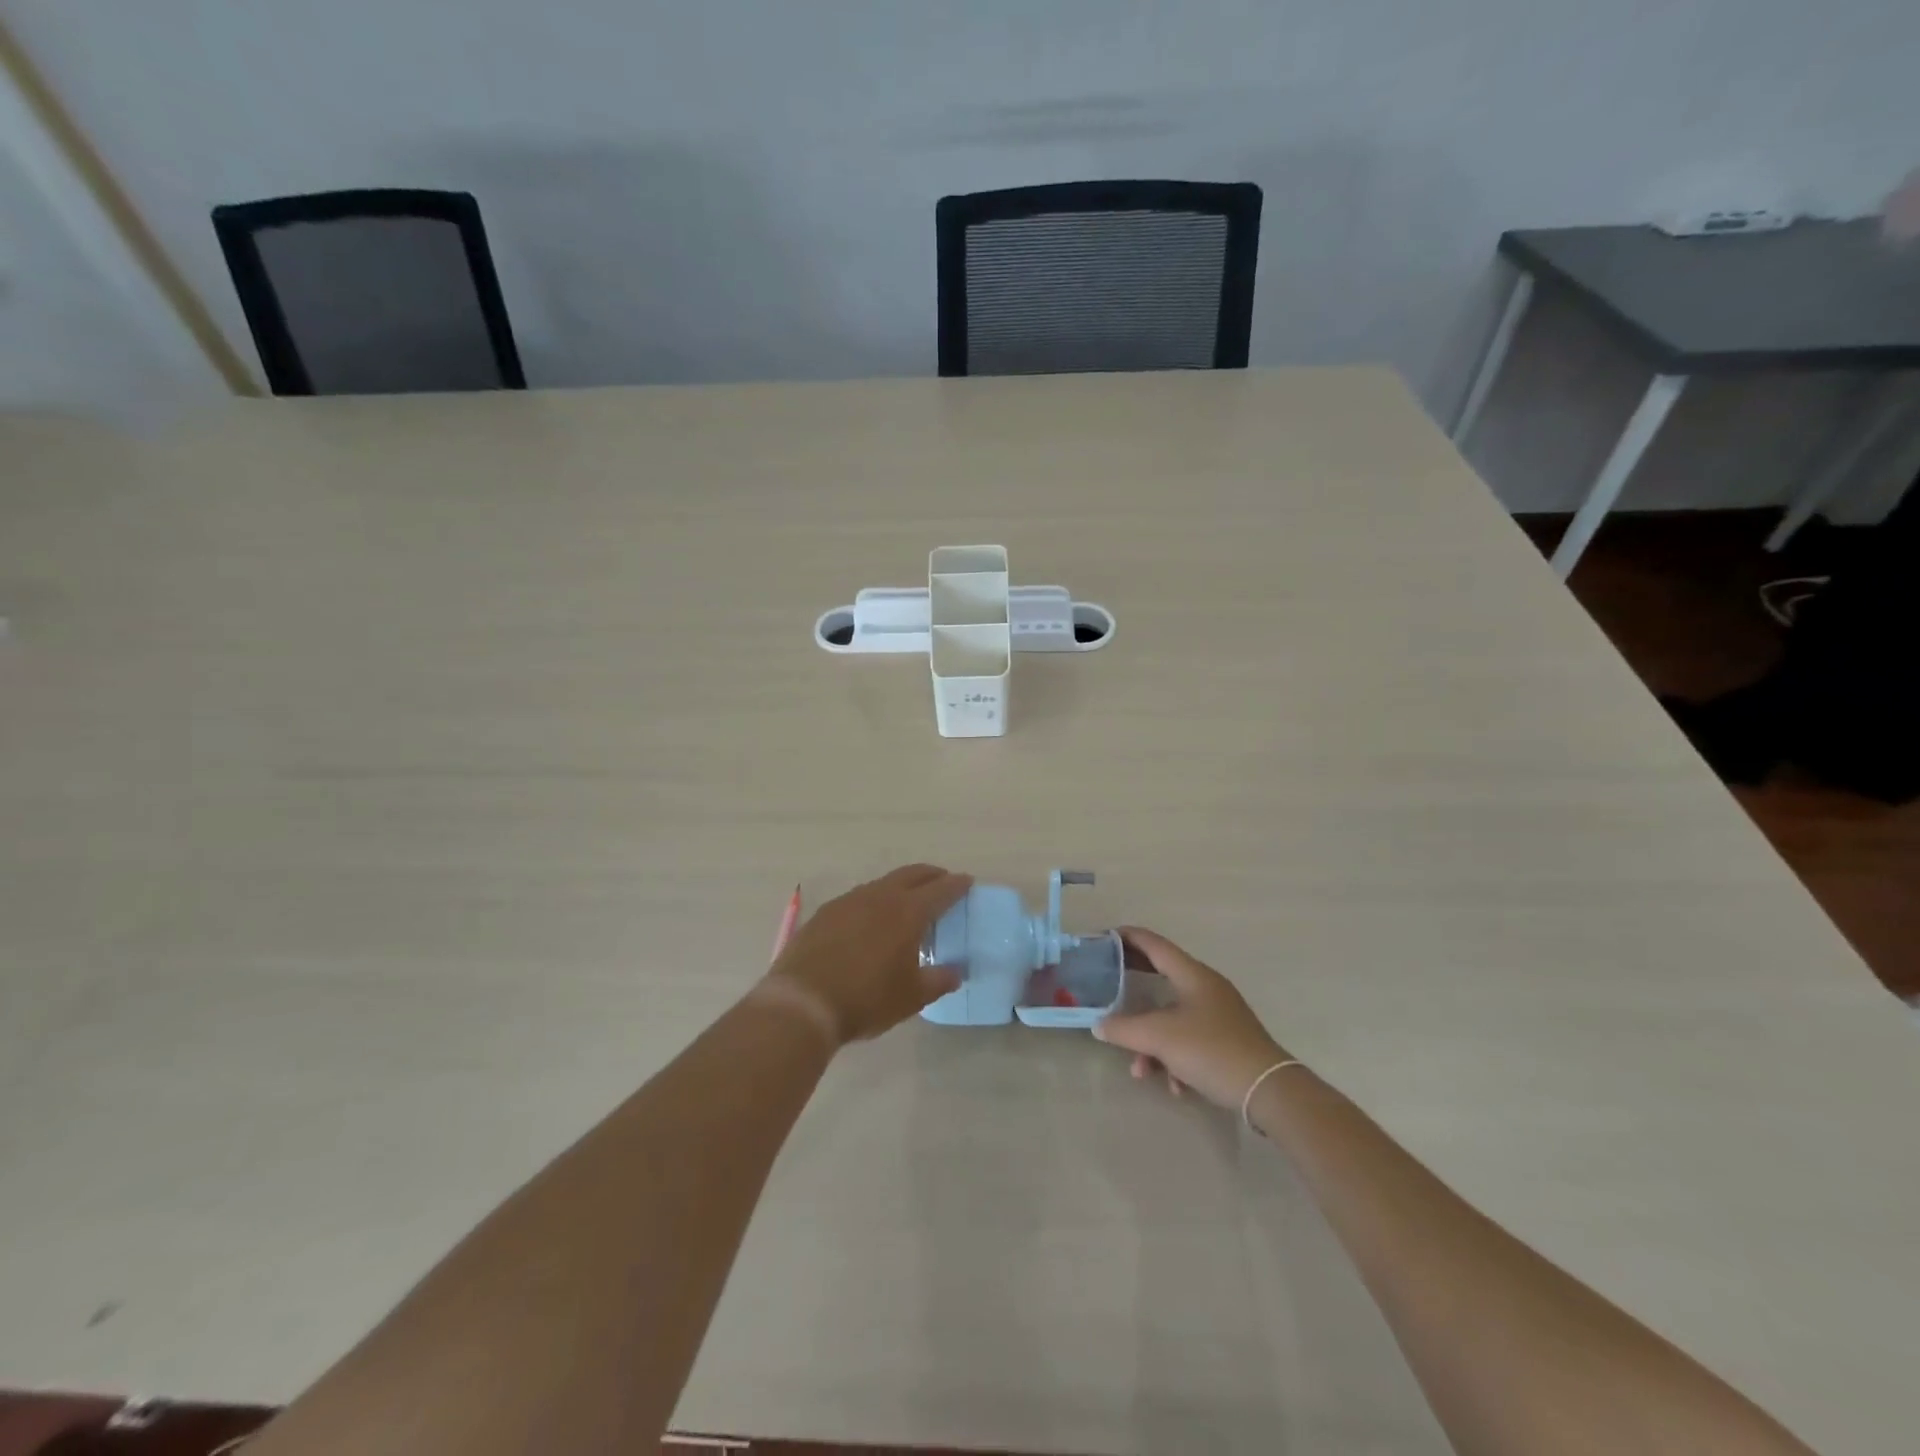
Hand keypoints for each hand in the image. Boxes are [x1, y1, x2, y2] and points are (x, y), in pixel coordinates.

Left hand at [761, 864, 969, 1044]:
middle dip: (931, 875)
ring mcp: (849, 901)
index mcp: (908, 912)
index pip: (940, 890)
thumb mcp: (911, 997)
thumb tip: (956, 972)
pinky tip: (871, 918)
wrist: (802, 1002)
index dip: (957, 885)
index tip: (967, 882)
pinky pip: (859, 897)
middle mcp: (880, 897)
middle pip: (912, 874)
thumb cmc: (866, 999)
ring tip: (907, 901)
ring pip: (883, 883)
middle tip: (942, 881)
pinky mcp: (826, 912)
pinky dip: (874, 900)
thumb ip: (939, 980)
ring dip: (901, 886)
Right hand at [1095, 927, 1291, 1109]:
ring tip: (1141, 1070)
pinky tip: (1176, 1086)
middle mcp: (1206, 988)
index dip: (1129, 937)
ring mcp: (1218, 1014)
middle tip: (1108, 979)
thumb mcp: (1159, 1038)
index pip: (1154, 944)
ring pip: (1172, 1018)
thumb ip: (1124, 1029)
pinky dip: (1175, 1058)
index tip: (1105, 936)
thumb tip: (1099, 1026)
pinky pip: (1190, 1041)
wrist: (1268, 1091)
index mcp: (1192, 974)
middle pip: (1162, 975)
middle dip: (1134, 981)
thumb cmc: (1211, 1050)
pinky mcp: (1226, 1041)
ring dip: (1151, 1042)